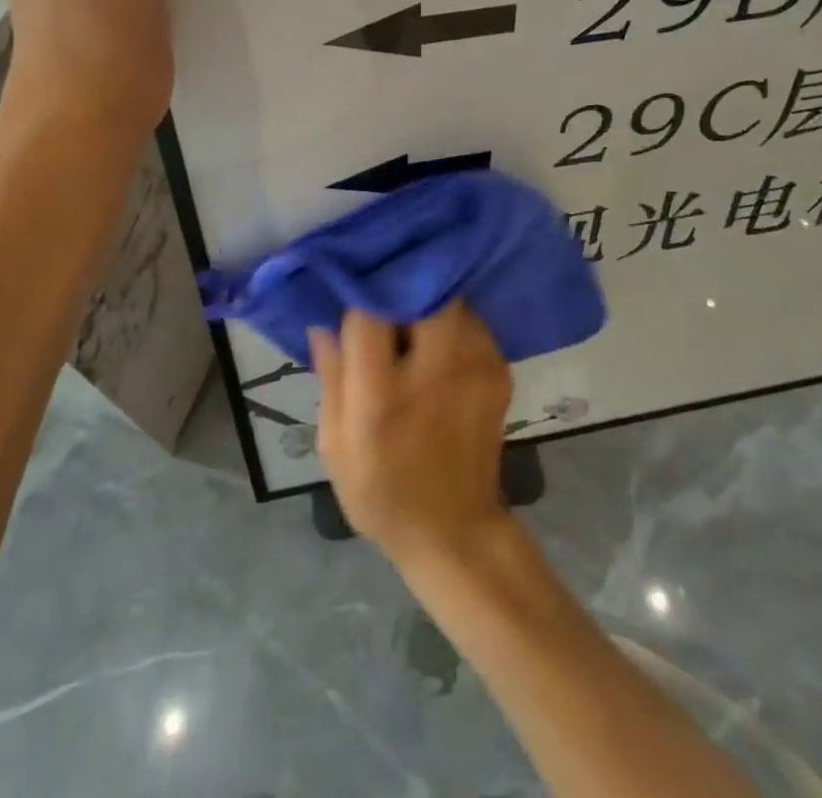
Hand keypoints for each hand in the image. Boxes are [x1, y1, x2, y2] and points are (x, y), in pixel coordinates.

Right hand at [309, 303, 514, 568]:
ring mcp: (475, 368)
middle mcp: (434, 372)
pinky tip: (440, 349)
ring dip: (428, 304)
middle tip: (386, 304)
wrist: (454, 531)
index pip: (369, 314)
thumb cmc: (381, 491)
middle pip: (421, 294)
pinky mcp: (499, 371)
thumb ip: (331, 377)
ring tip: (412, 325)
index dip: (357, 298)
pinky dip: (453, 325)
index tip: (349, 296)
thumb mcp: (335, 445)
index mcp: (382, 396)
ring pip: (451, 301)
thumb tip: (323, 322)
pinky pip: (472, 323)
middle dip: (401, 289)